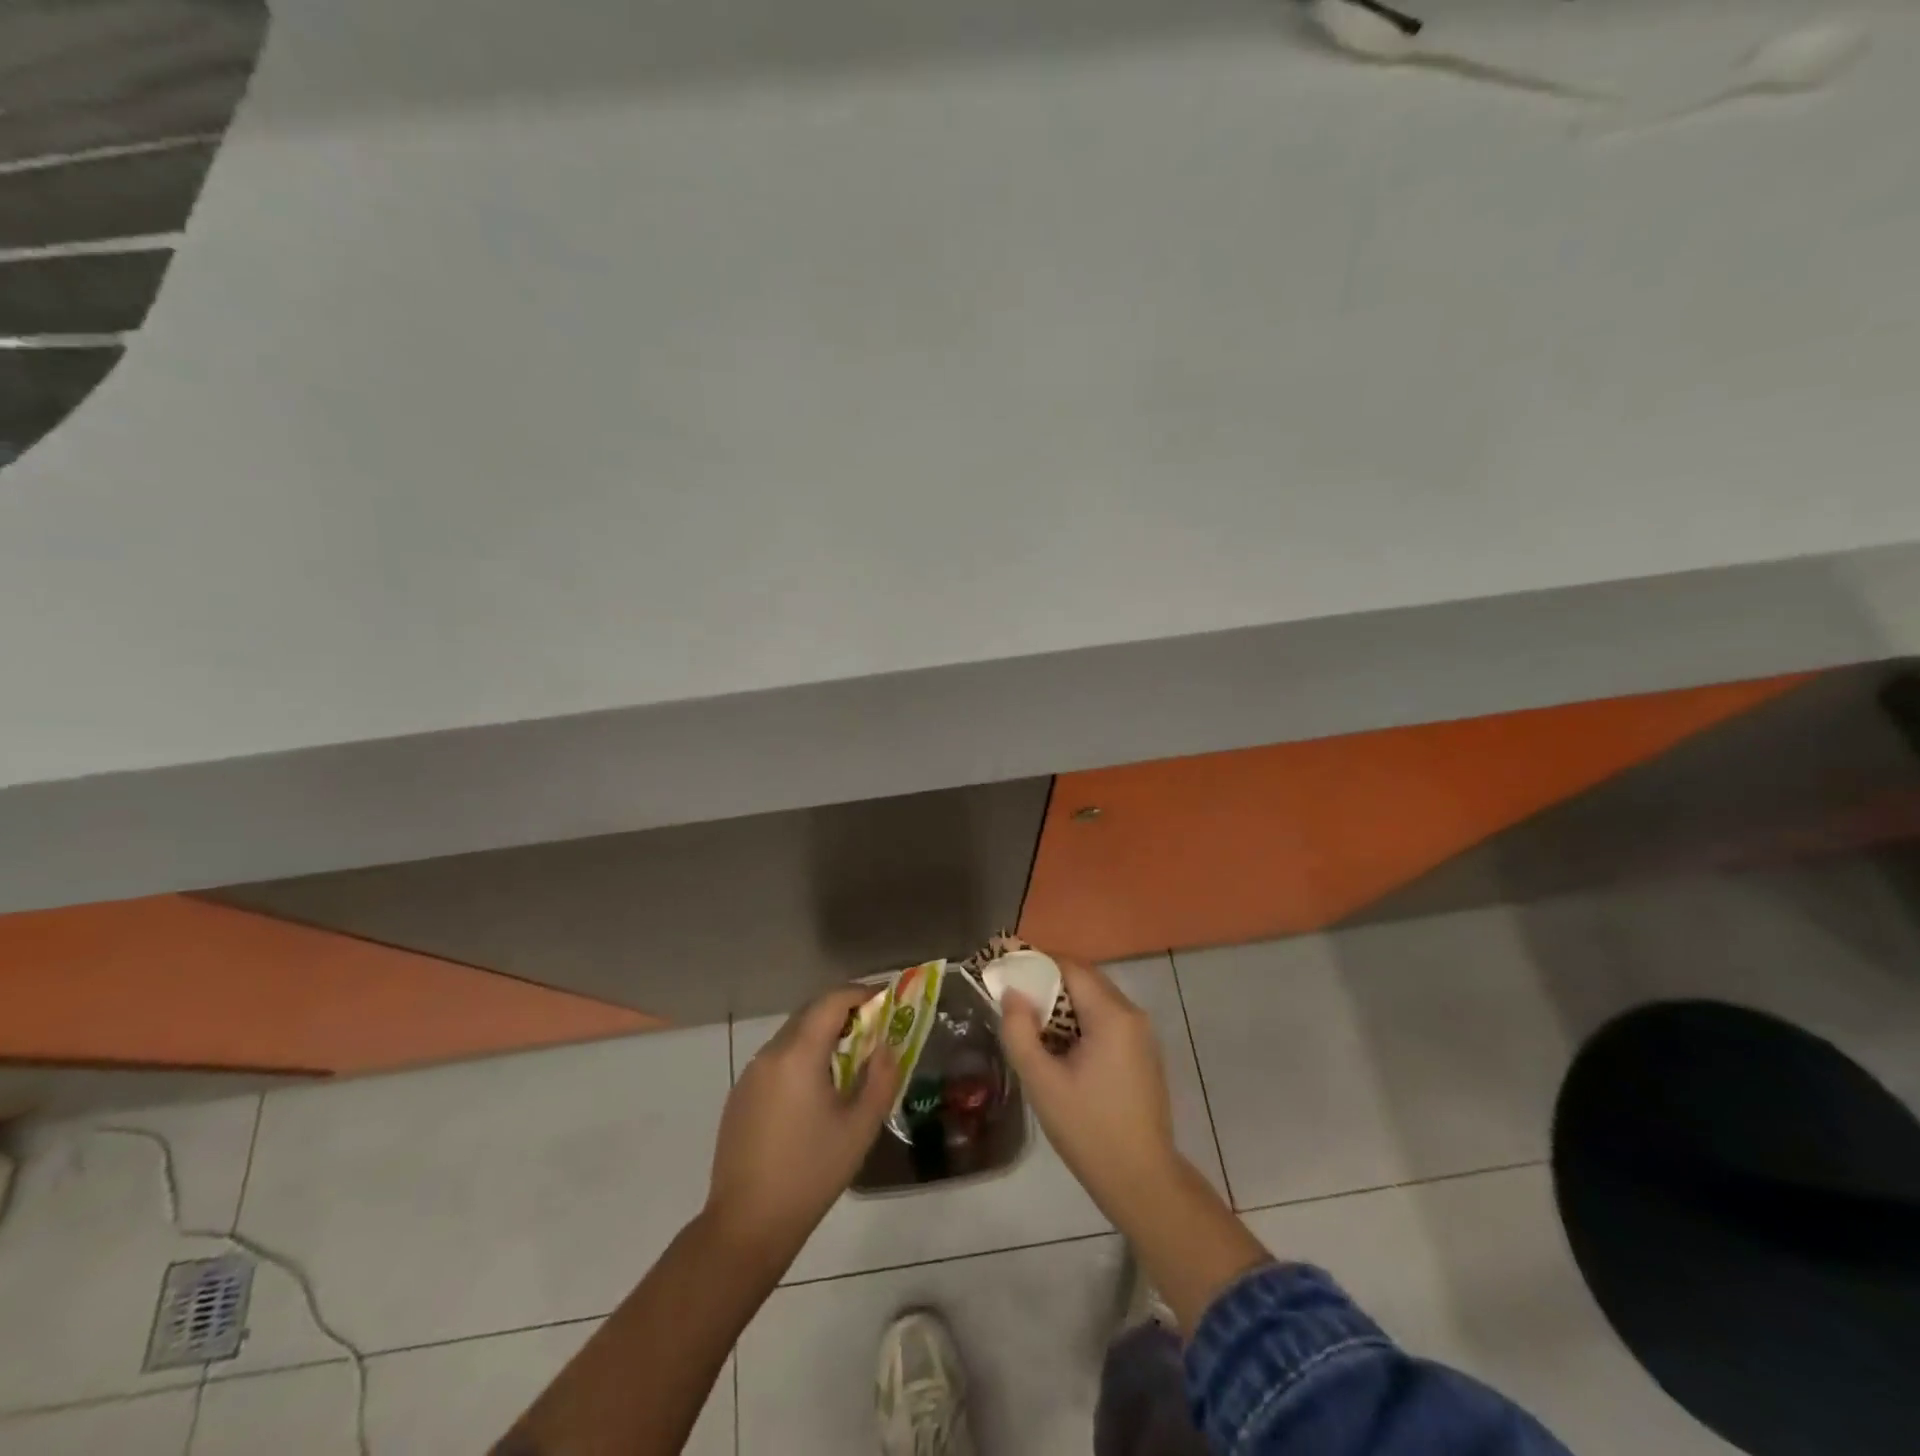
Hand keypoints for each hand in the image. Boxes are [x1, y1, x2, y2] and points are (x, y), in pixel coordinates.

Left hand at [705, 985, 903, 1263]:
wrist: (747, 1225)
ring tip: (850, 1060)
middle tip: (874, 1028)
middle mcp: (770, 1053)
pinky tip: (815, 1090)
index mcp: (798, 1054)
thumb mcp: (860, 1127)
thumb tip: (888, 1046)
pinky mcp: (740, 1095)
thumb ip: (881, 1078)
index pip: (832, 1001)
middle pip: (810, 1013)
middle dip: (844, 1012)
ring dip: (822, 1035)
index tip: (886, 1000)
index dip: (861, 993)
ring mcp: (751, 1074)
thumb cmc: (811, 1173)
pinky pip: (777, 1059)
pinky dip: (802, 1056)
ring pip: (792, 1035)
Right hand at [1000, 959, 1182, 1220]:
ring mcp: (1141, 1035)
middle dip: (1047, 985)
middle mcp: (1132, 1015)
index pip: (1070, 967)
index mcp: (1112, 1015)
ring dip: (1062, 1006)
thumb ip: (1020, 1031)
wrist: (1142, 1181)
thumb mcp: (1042, 1081)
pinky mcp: (1142, 1054)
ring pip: (1095, 1001)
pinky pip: (1106, 1022)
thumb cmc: (1088, 1129)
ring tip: (1030, 1026)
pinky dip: (1080, 1023)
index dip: (1036, 964)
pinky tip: (1058, 1050)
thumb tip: (1012, 993)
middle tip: (1012, 1000)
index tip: (1006, 971)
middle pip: (1084, 980)